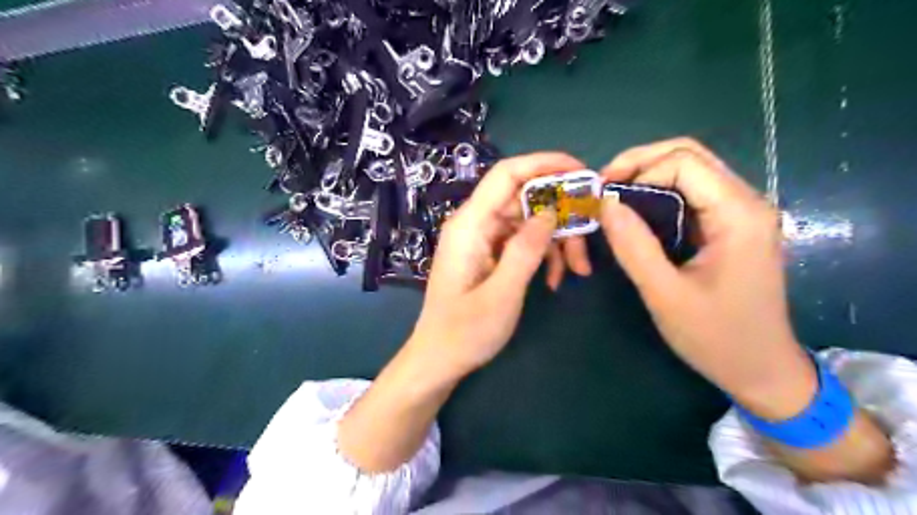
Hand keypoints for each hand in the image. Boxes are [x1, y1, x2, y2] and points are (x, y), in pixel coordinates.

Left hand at [409, 150, 583, 379]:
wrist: (439, 359)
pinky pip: (522, 241)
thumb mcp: (502, 293)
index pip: (507, 174)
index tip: (581, 172)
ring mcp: (482, 239)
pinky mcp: (489, 253)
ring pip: (528, 221)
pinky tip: (554, 280)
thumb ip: (526, 249)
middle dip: (560, 215)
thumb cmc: (465, 332)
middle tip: (589, 239)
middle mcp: (475, 224)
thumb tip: (550, 211)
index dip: (544, 163)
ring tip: (576, 270)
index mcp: (470, 225)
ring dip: (556, 240)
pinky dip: (542, 254)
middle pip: (524, 199)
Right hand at [604, 137, 816, 418]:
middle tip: (604, 188)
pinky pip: (693, 194)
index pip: (683, 162)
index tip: (604, 196)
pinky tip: (638, 214)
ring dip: (648, 177)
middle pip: (690, 155)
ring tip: (615, 200)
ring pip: (691, 171)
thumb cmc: (716, 337)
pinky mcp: (732, 227)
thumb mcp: (665, 294)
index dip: (638, 170)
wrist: (762, 370)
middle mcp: (746, 203)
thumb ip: (634, 246)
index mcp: (738, 215)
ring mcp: (742, 214)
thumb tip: (605, 203)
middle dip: (640, 163)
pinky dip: (660, 195)